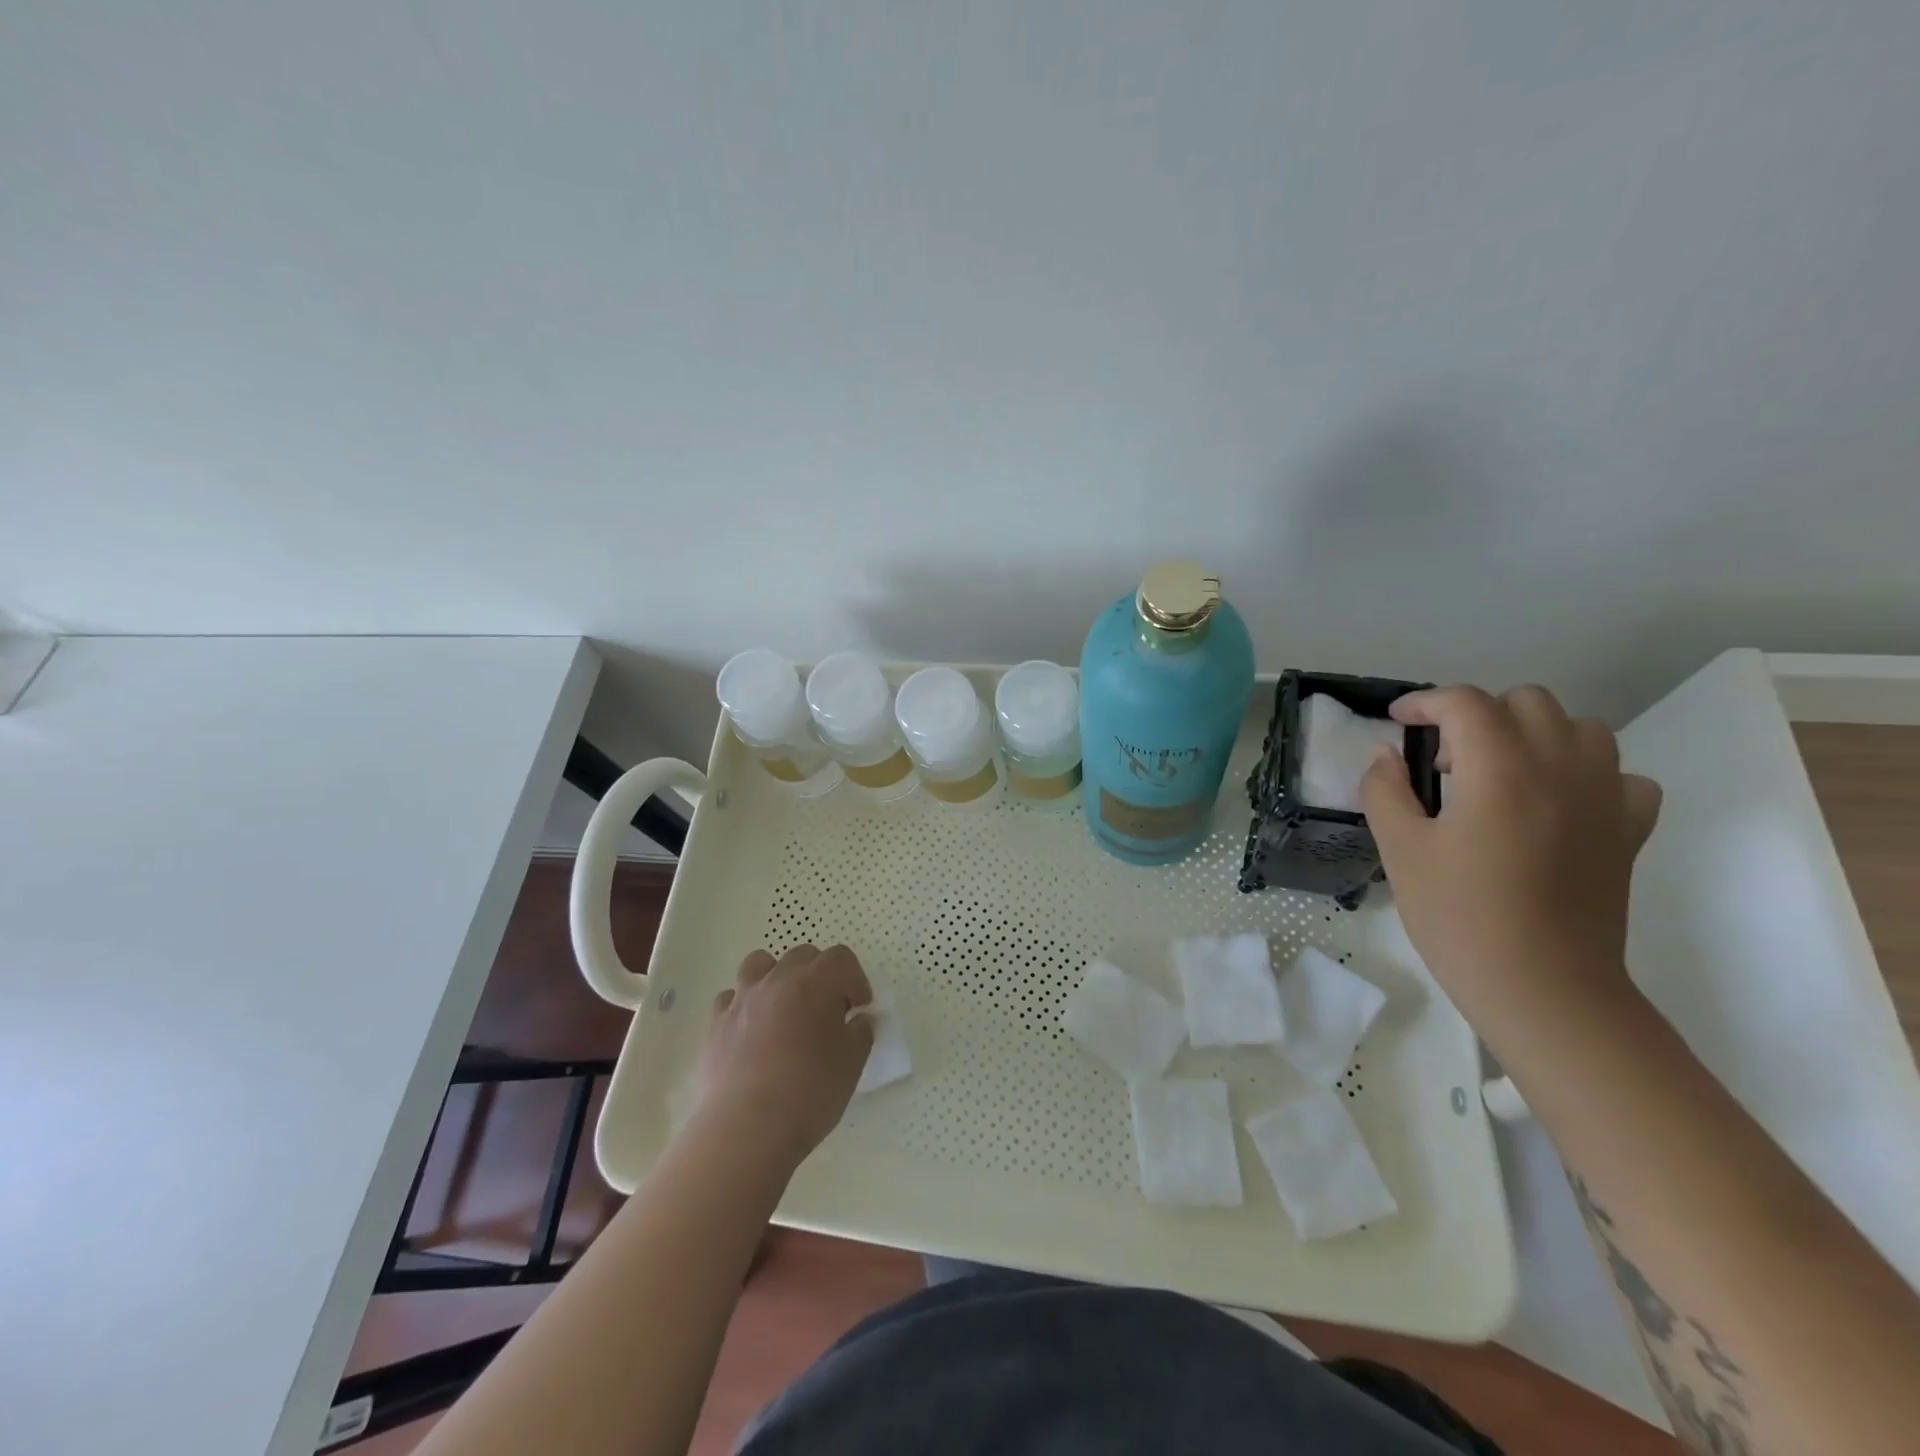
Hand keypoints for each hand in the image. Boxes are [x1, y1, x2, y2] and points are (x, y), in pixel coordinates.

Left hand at [695, 943, 873, 1169]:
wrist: (746, 1129)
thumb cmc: (809, 1093)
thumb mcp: (852, 1064)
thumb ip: (861, 1033)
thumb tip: (857, 1020)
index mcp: (815, 983)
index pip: (841, 958)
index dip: (855, 979)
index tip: (859, 1007)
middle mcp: (777, 980)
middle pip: (803, 955)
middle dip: (821, 974)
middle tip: (827, 1010)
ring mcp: (742, 999)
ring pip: (760, 963)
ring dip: (778, 976)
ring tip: (785, 1007)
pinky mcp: (716, 1023)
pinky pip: (731, 997)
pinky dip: (745, 1004)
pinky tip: (752, 1029)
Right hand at [1359, 685, 1662, 1018]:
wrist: (1544, 988)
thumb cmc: (1460, 918)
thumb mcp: (1401, 851)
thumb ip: (1385, 791)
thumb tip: (1385, 755)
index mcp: (1500, 770)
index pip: (1465, 703)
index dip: (1425, 702)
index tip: (1398, 721)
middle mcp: (1560, 768)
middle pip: (1527, 702)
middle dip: (1478, 715)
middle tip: (1446, 760)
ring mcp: (1605, 798)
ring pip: (1580, 728)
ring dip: (1533, 734)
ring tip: (1499, 774)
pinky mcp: (1629, 831)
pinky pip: (1619, 776)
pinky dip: (1585, 773)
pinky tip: (1555, 803)